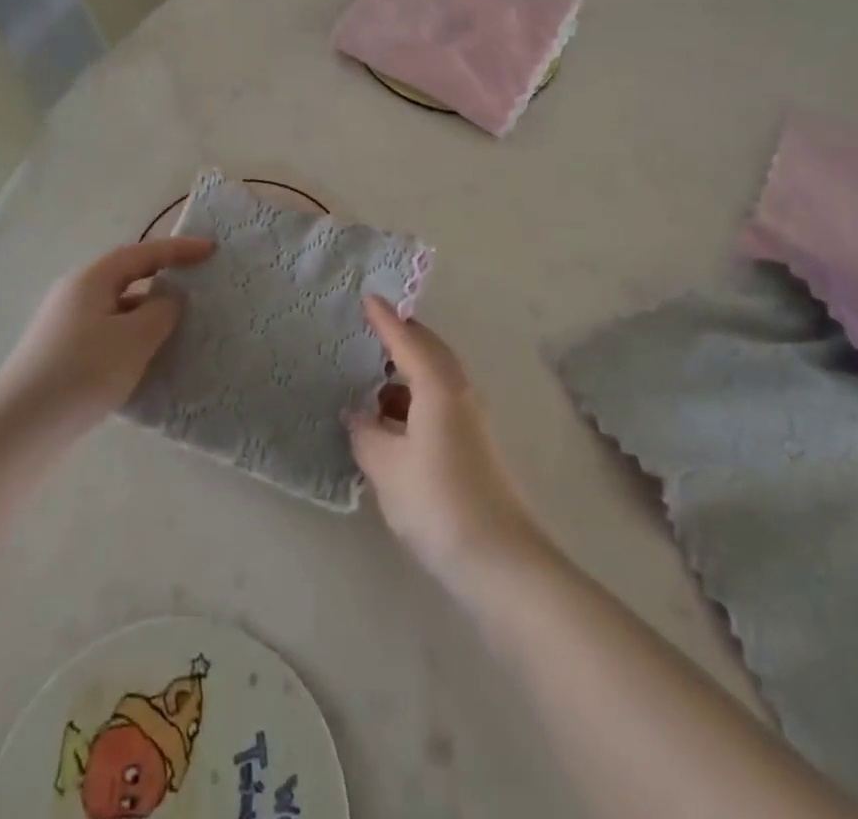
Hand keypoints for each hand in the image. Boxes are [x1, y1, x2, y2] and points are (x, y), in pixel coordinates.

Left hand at [0, 237, 213, 428]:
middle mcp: (75, 294)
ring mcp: (65, 325)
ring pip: (118, 308)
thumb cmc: (83, 372)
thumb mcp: (135, 338)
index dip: (179, 249)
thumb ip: (162, 311)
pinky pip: (108, 333)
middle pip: (127, 276)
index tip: (211, 251)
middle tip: (197, 287)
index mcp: (91, 279)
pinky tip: (147, 362)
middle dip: (163, 279)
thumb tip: (169, 299)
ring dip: (149, 314)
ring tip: (179, 330)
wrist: (20, 430)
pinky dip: (132, 338)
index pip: (142, 252)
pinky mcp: (62, 354)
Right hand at [348, 296, 545, 584]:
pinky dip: (413, 401)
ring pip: (435, 380)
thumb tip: (358, 414)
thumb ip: (366, 433)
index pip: (407, 340)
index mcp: (438, 386)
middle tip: (372, 330)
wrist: (500, 559)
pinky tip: (392, 423)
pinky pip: (438, 403)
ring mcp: (470, 420)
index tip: (369, 298)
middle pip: (429, 352)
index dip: (386, 320)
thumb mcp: (386, 466)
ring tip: (372, 380)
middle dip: (402, 338)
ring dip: (406, 374)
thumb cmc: (437, 500)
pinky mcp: (473, 446)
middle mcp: (459, 392)